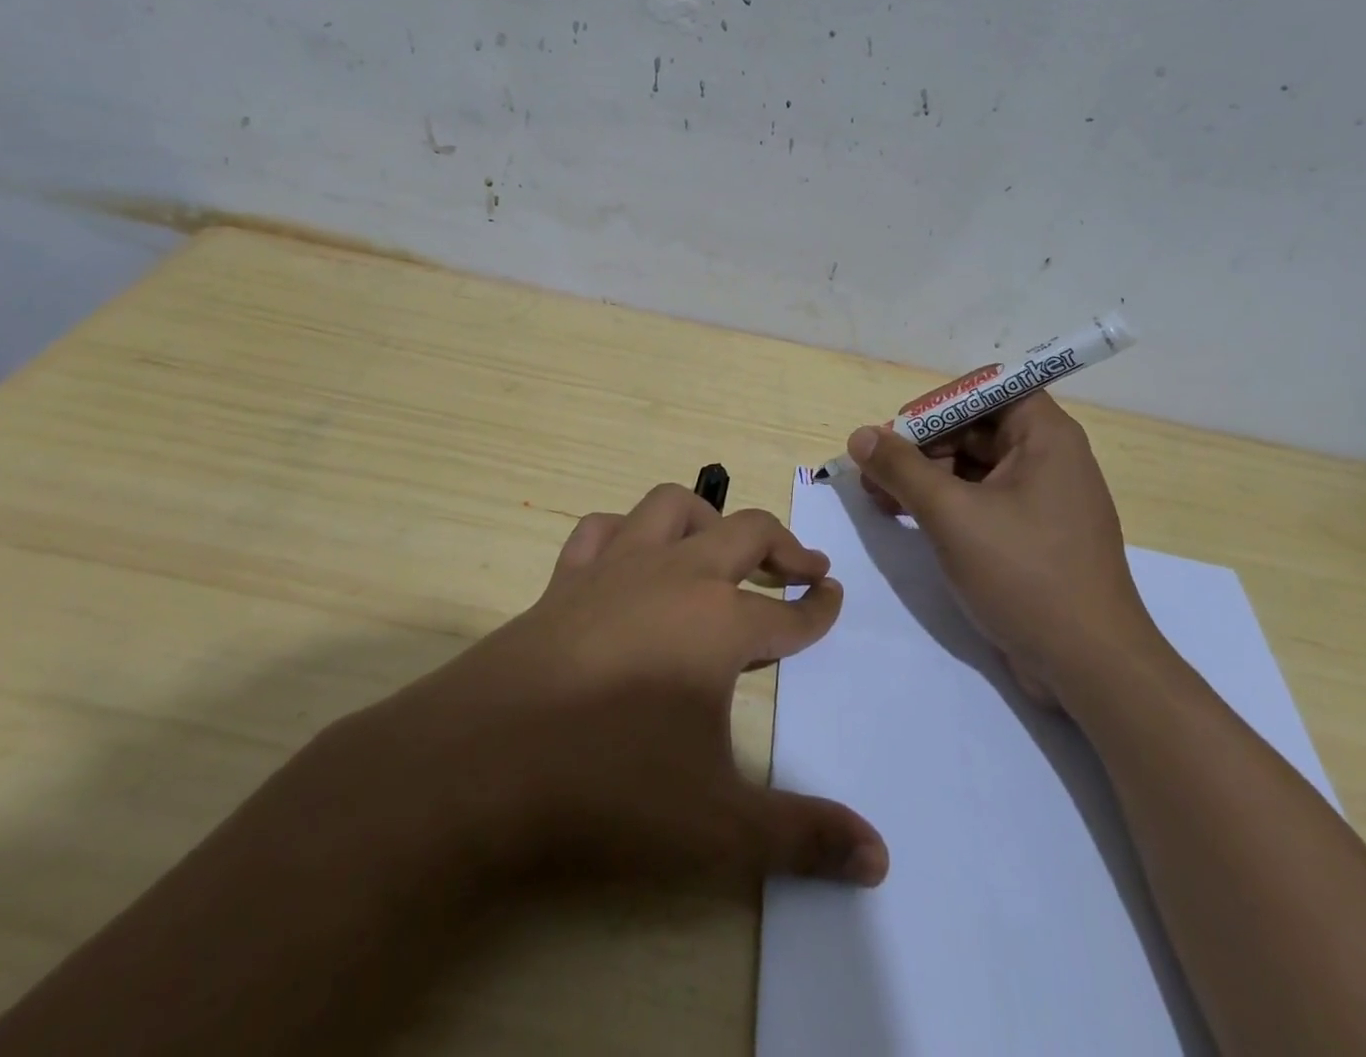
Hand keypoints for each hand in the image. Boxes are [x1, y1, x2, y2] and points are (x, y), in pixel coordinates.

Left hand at [334, 484, 888, 894]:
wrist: (485, 759)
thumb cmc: (610, 784)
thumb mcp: (718, 826)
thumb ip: (801, 837)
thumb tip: (880, 858)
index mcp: (720, 622)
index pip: (789, 612)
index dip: (819, 609)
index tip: (833, 599)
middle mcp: (676, 576)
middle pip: (745, 532)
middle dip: (784, 545)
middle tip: (807, 564)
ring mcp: (616, 568)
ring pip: (672, 508)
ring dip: (707, 518)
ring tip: (721, 546)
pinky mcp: (566, 577)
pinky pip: (602, 529)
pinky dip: (627, 531)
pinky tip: (631, 555)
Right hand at [844, 394, 1161, 707]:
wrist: (1090, 667)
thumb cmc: (1025, 574)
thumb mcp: (951, 514)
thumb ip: (901, 469)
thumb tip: (860, 436)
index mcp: (1045, 436)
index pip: (987, 388)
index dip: (939, 402)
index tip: (899, 432)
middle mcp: (1048, 458)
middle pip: (974, 427)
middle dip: (921, 446)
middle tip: (875, 474)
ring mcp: (1041, 499)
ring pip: (972, 466)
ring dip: (925, 476)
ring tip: (880, 500)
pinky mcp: (1031, 535)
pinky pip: (980, 500)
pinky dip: (943, 503)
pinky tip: (907, 519)